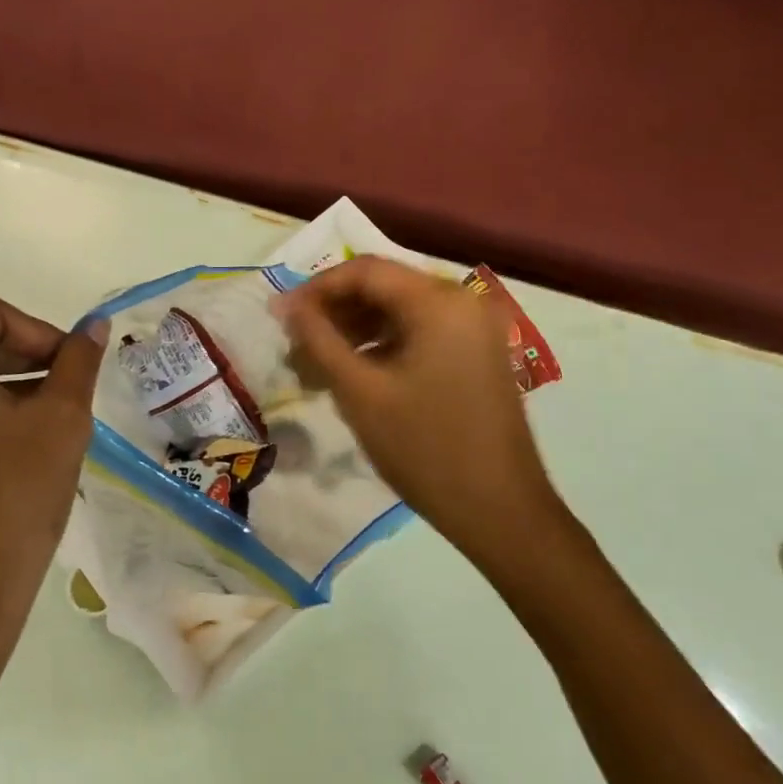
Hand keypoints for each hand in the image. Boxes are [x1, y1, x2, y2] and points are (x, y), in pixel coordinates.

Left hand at [0, 297, 106, 645]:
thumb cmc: (15, 496)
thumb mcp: (62, 419)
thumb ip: (79, 361)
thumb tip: (95, 325)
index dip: (41, 332)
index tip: (72, 367)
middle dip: (24, 358)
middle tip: (67, 390)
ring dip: (3, 385)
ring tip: (47, 420)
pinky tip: (13, 445)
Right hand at [275, 256, 559, 559]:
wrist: (500, 511)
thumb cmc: (424, 448)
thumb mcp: (361, 392)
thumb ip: (319, 340)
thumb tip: (285, 305)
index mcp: (439, 301)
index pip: (365, 271)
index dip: (317, 289)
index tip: (282, 318)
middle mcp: (462, 301)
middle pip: (385, 288)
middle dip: (336, 313)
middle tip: (296, 346)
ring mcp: (475, 328)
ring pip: (402, 312)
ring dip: (357, 332)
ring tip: (318, 366)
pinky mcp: (478, 354)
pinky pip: (422, 333)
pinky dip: (385, 346)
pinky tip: (355, 374)